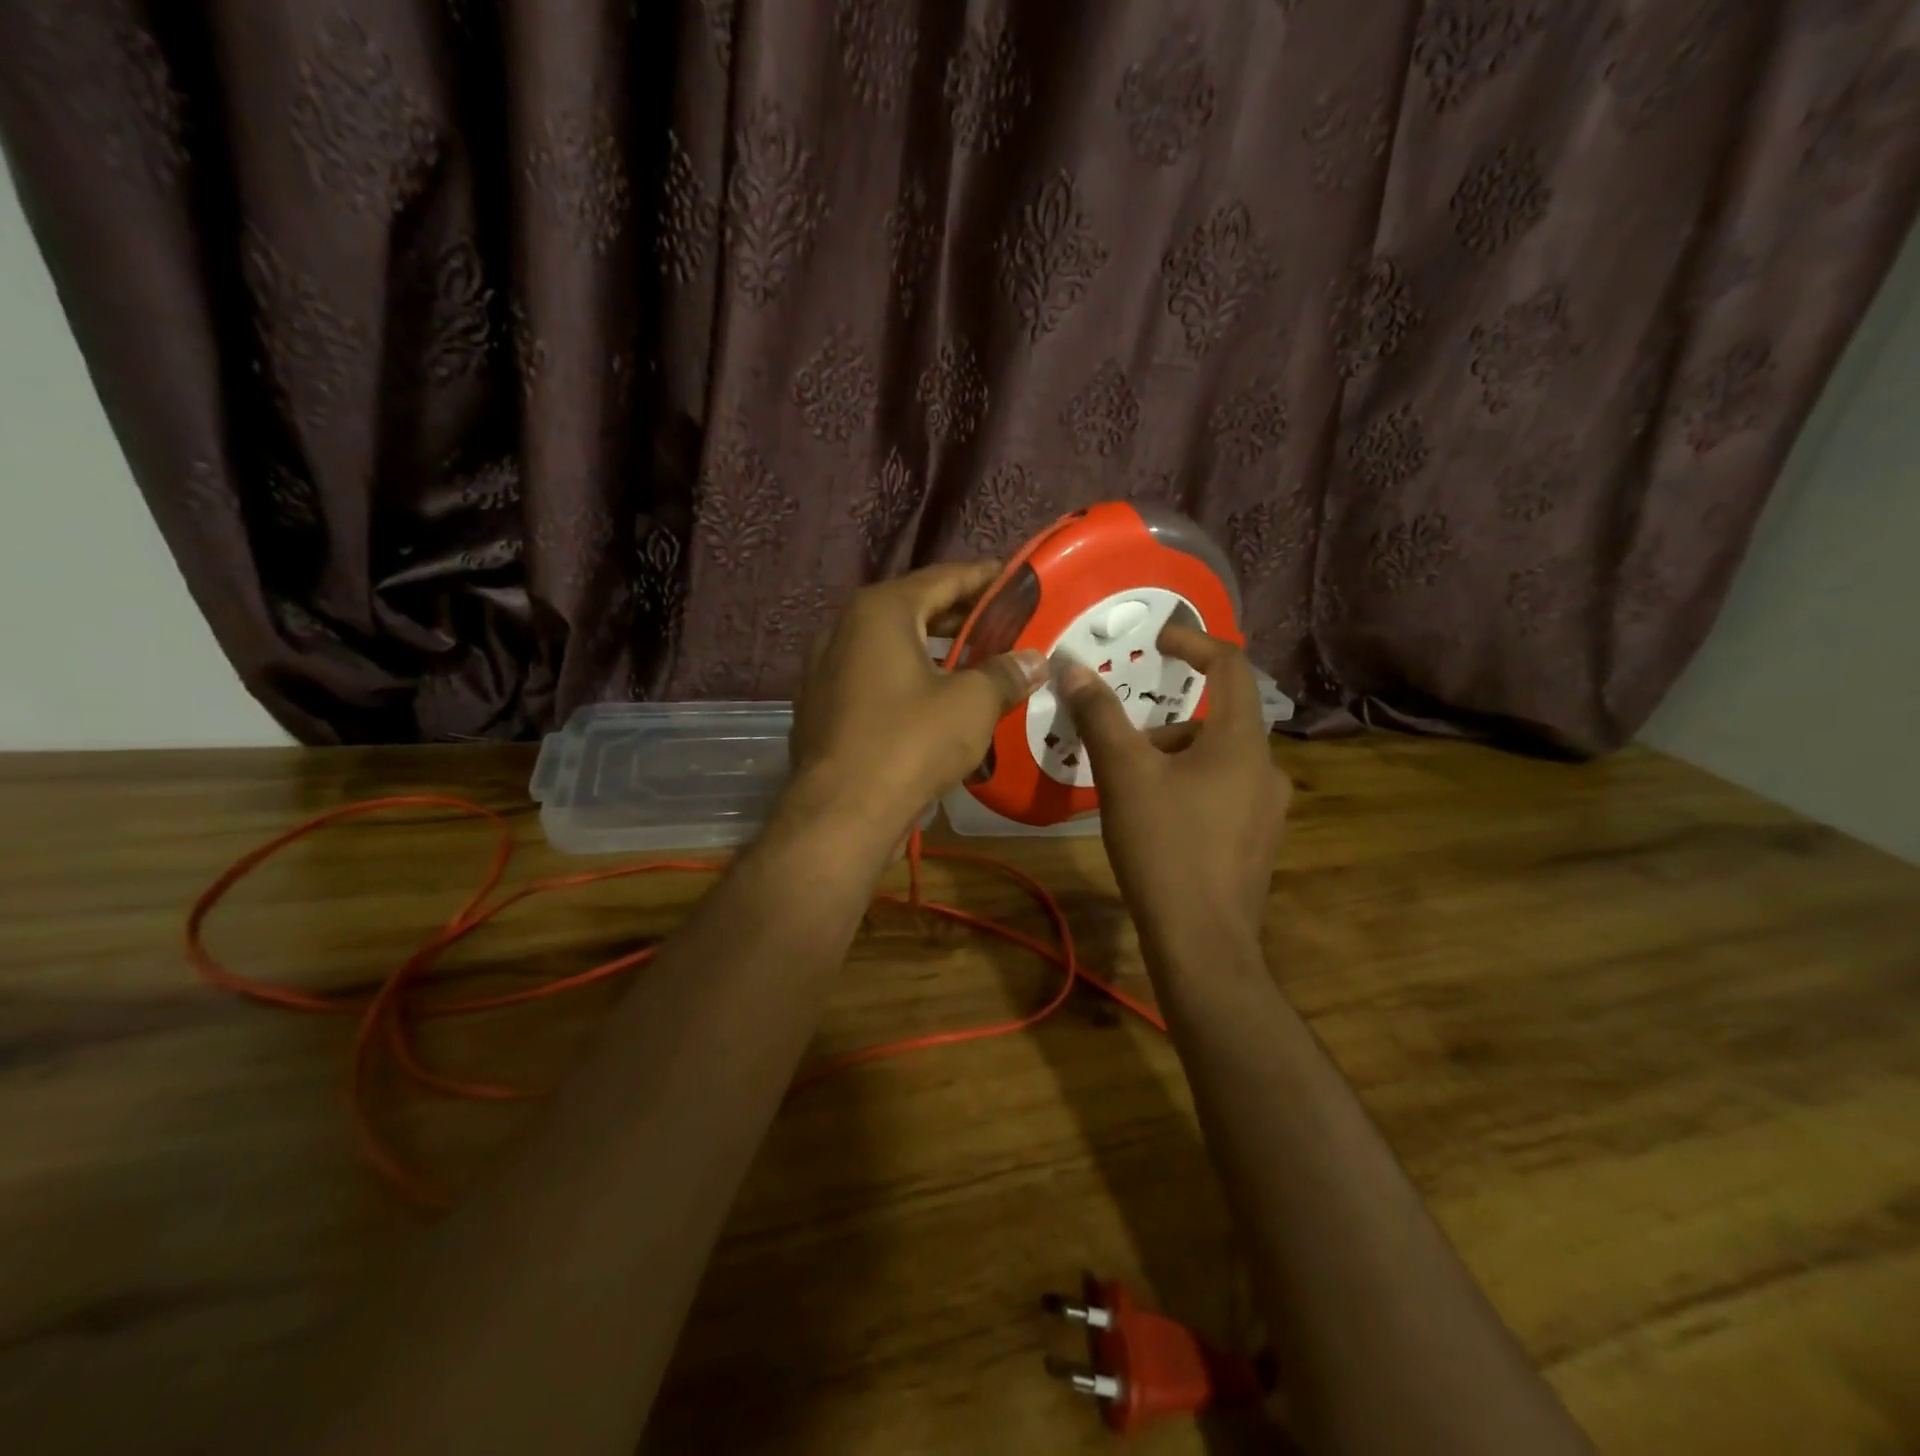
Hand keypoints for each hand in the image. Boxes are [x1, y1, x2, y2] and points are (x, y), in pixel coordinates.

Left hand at [784, 561, 1046, 837]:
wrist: (841, 814)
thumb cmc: (909, 743)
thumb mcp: (971, 704)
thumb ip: (1005, 673)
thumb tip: (1034, 660)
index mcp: (880, 611)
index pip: (944, 577)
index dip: (986, 578)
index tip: (1018, 581)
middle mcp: (845, 628)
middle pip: (915, 609)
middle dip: (962, 617)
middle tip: (1006, 625)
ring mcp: (826, 668)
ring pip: (893, 647)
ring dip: (935, 652)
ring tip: (978, 663)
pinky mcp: (822, 706)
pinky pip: (875, 678)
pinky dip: (908, 679)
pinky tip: (937, 701)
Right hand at [1058, 625, 1290, 947]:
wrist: (1202, 943)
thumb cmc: (1165, 847)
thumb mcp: (1124, 775)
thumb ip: (1100, 716)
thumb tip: (1073, 668)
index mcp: (1242, 742)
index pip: (1231, 667)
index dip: (1195, 642)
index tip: (1159, 640)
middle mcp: (1266, 769)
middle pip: (1217, 721)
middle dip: (1166, 723)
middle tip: (1122, 746)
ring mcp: (1268, 810)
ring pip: (1218, 762)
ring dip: (1175, 761)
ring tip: (1131, 792)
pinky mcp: (1257, 843)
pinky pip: (1223, 795)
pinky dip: (1189, 790)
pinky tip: (1157, 825)